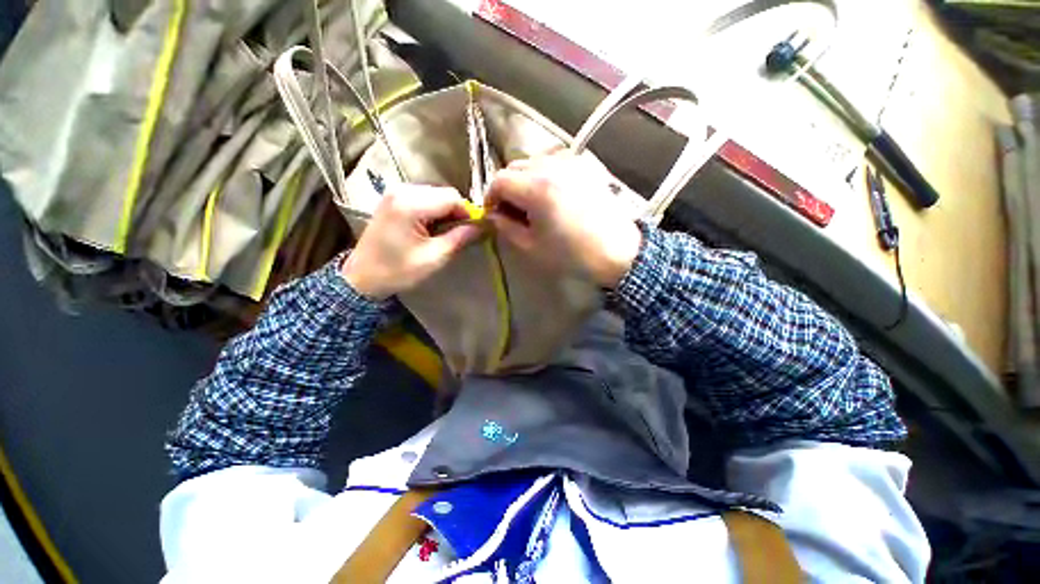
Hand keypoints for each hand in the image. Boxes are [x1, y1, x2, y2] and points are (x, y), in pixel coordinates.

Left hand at [342, 185, 480, 298]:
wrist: (362, 277)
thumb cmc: (398, 271)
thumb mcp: (434, 258)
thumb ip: (460, 238)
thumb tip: (483, 227)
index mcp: (410, 204)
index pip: (452, 198)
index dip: (468, 213)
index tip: (473, 231)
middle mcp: (402, 190)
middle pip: (444, 193)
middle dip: (457, 212)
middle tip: (460, 234)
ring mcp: (395, 192)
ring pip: (435, 194)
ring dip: (446, 211)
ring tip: (445, 232)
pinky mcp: (393, 198)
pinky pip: (423, 197)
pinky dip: (434, 210)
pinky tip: (431, 227)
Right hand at [485, 151, 641, 287]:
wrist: (618, 251)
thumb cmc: (572, 254)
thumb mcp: (532, 247)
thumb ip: (506, 227)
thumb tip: (493, 215)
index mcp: (537, 189)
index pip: (499, 180)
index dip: (491, 197)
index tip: (494, 214)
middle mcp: (552, 166)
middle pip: (514, 167)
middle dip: (507, 188)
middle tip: (512, 211)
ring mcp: (570, 162)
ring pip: (533, 161)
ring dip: (524, 180)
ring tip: (532, 204)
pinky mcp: (583, 165)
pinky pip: (553, 162)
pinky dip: (543, 175)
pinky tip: (551, 195)